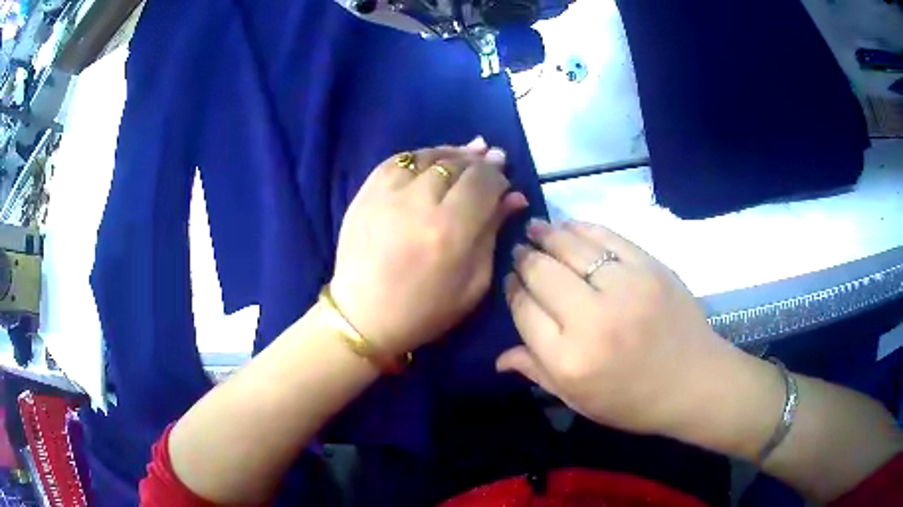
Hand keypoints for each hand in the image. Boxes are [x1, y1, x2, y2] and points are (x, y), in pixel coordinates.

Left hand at [331, 138, 527, 356]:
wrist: (363, 316)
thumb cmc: (425, 310)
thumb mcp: (474, 284)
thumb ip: (493, 234)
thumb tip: (513, 198)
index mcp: (450, 230)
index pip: (483, 181)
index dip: (499, 177)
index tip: (503, 185)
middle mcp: (419, 202)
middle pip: (457, 164)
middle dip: (479, 162)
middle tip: (490, 163)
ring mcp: (388, 193)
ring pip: (428, 155)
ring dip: (452, 153)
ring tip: (466, 156)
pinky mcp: (366, 192)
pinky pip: (398, 160)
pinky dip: (419, 156)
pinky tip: (431, 161)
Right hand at [498, 220, 738, 436]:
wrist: (695, 381)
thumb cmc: (633, 401)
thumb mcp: (579, 400)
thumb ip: (537, 373)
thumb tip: (499, 357)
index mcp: (569, 360)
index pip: (524, 309)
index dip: (513, 290)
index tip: (512, 280)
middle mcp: (592, 319)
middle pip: (541, 273)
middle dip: (524, 258)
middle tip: (520, 251)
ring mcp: (625, 287)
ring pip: (571, 247)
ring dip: (548, 234)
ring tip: (536, 228)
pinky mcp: (650, 267)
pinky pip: (607, 237)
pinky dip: (583, 227)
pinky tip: (570, 226)